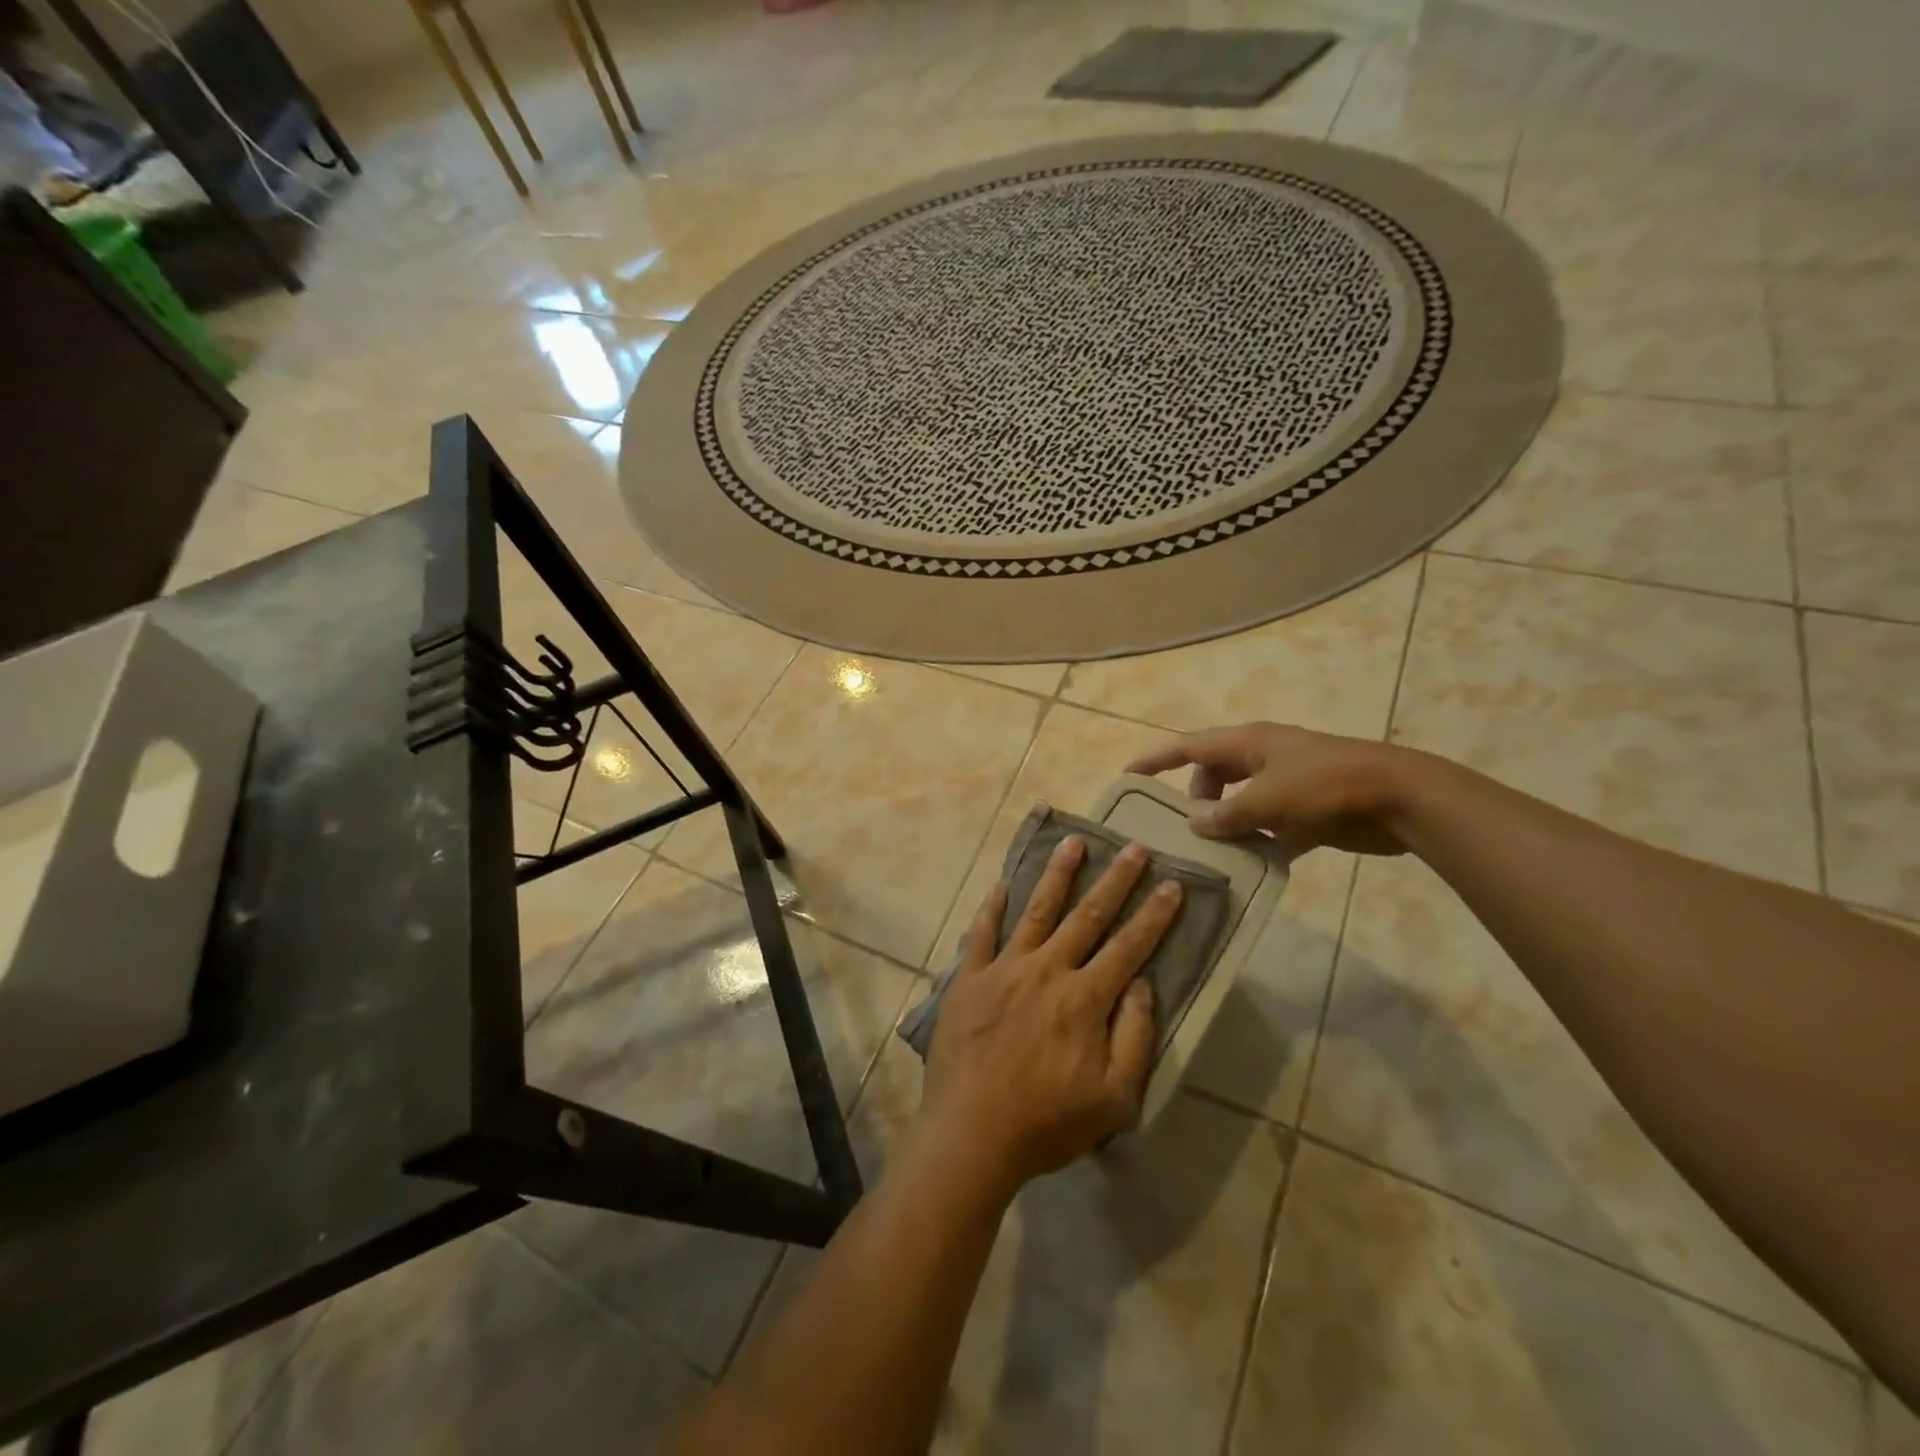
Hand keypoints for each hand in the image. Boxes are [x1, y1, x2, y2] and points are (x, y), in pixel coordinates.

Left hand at [921, 836, 1182, 1191]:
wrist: (971, 1135)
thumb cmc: (1047, 1122)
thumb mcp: (1114, 1098)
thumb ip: (1134, 1037)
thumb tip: (1142, 983)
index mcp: (1084, 999)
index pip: (1129, 947)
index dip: (1154, 915)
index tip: (1172, 884)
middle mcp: (1047, 971)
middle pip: (1087, 916)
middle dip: (1115, 881)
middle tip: (1134, 848)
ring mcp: (1004, 970)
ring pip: (1037, 911)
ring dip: (1058, 875)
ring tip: (1074, 841)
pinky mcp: (969, 979)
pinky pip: (981, 934)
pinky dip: (992, 908)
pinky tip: (1001, 884)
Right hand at [1127, 722, 1417, 856]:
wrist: (1399, 798)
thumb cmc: (1325, 786)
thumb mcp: (1267, 799)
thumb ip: (1226, 814)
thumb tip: (1196, 824)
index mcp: (1248, 743)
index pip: (1189, 746)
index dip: (1156, 759)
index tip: (1128, 776)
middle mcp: (1263, 758)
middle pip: (1213, 774)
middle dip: (1195, 799)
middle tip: (1181, 829)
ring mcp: (1287, 784)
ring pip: (1241, 803)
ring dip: (1226, 825)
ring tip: (1211, 854)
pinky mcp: (1309, 811)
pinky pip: (1270, 827)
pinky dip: (1259, 843)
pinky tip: (1251, 866)